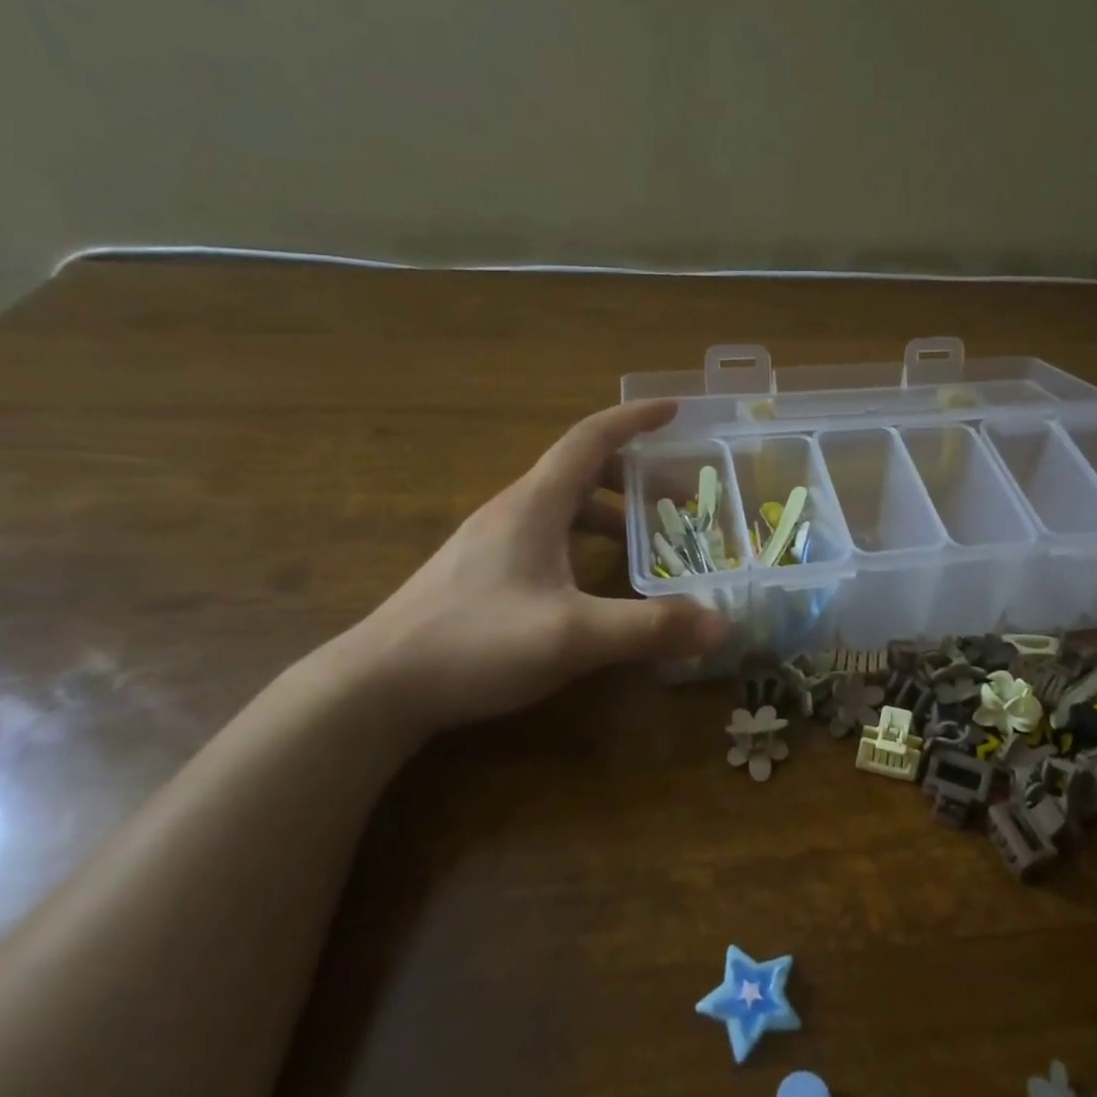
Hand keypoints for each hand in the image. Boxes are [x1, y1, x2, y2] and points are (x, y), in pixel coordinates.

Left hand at [330, 400, 727, 738]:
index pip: (589, 439)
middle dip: (632, 475)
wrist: (375, 687)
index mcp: (534, 505)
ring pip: (561, 508)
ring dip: (608, 513)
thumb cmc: (474, 644)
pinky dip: (582, 542)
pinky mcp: (481, 573)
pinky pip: (546, 537)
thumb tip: (721, 625)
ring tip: (646, 542)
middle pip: (579, 471)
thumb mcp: (571, 636)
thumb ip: (649, 629)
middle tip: (677, 499)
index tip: (673, 410)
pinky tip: (594, 582)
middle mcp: (512, 512)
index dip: (633, 419)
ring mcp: (491, 542)